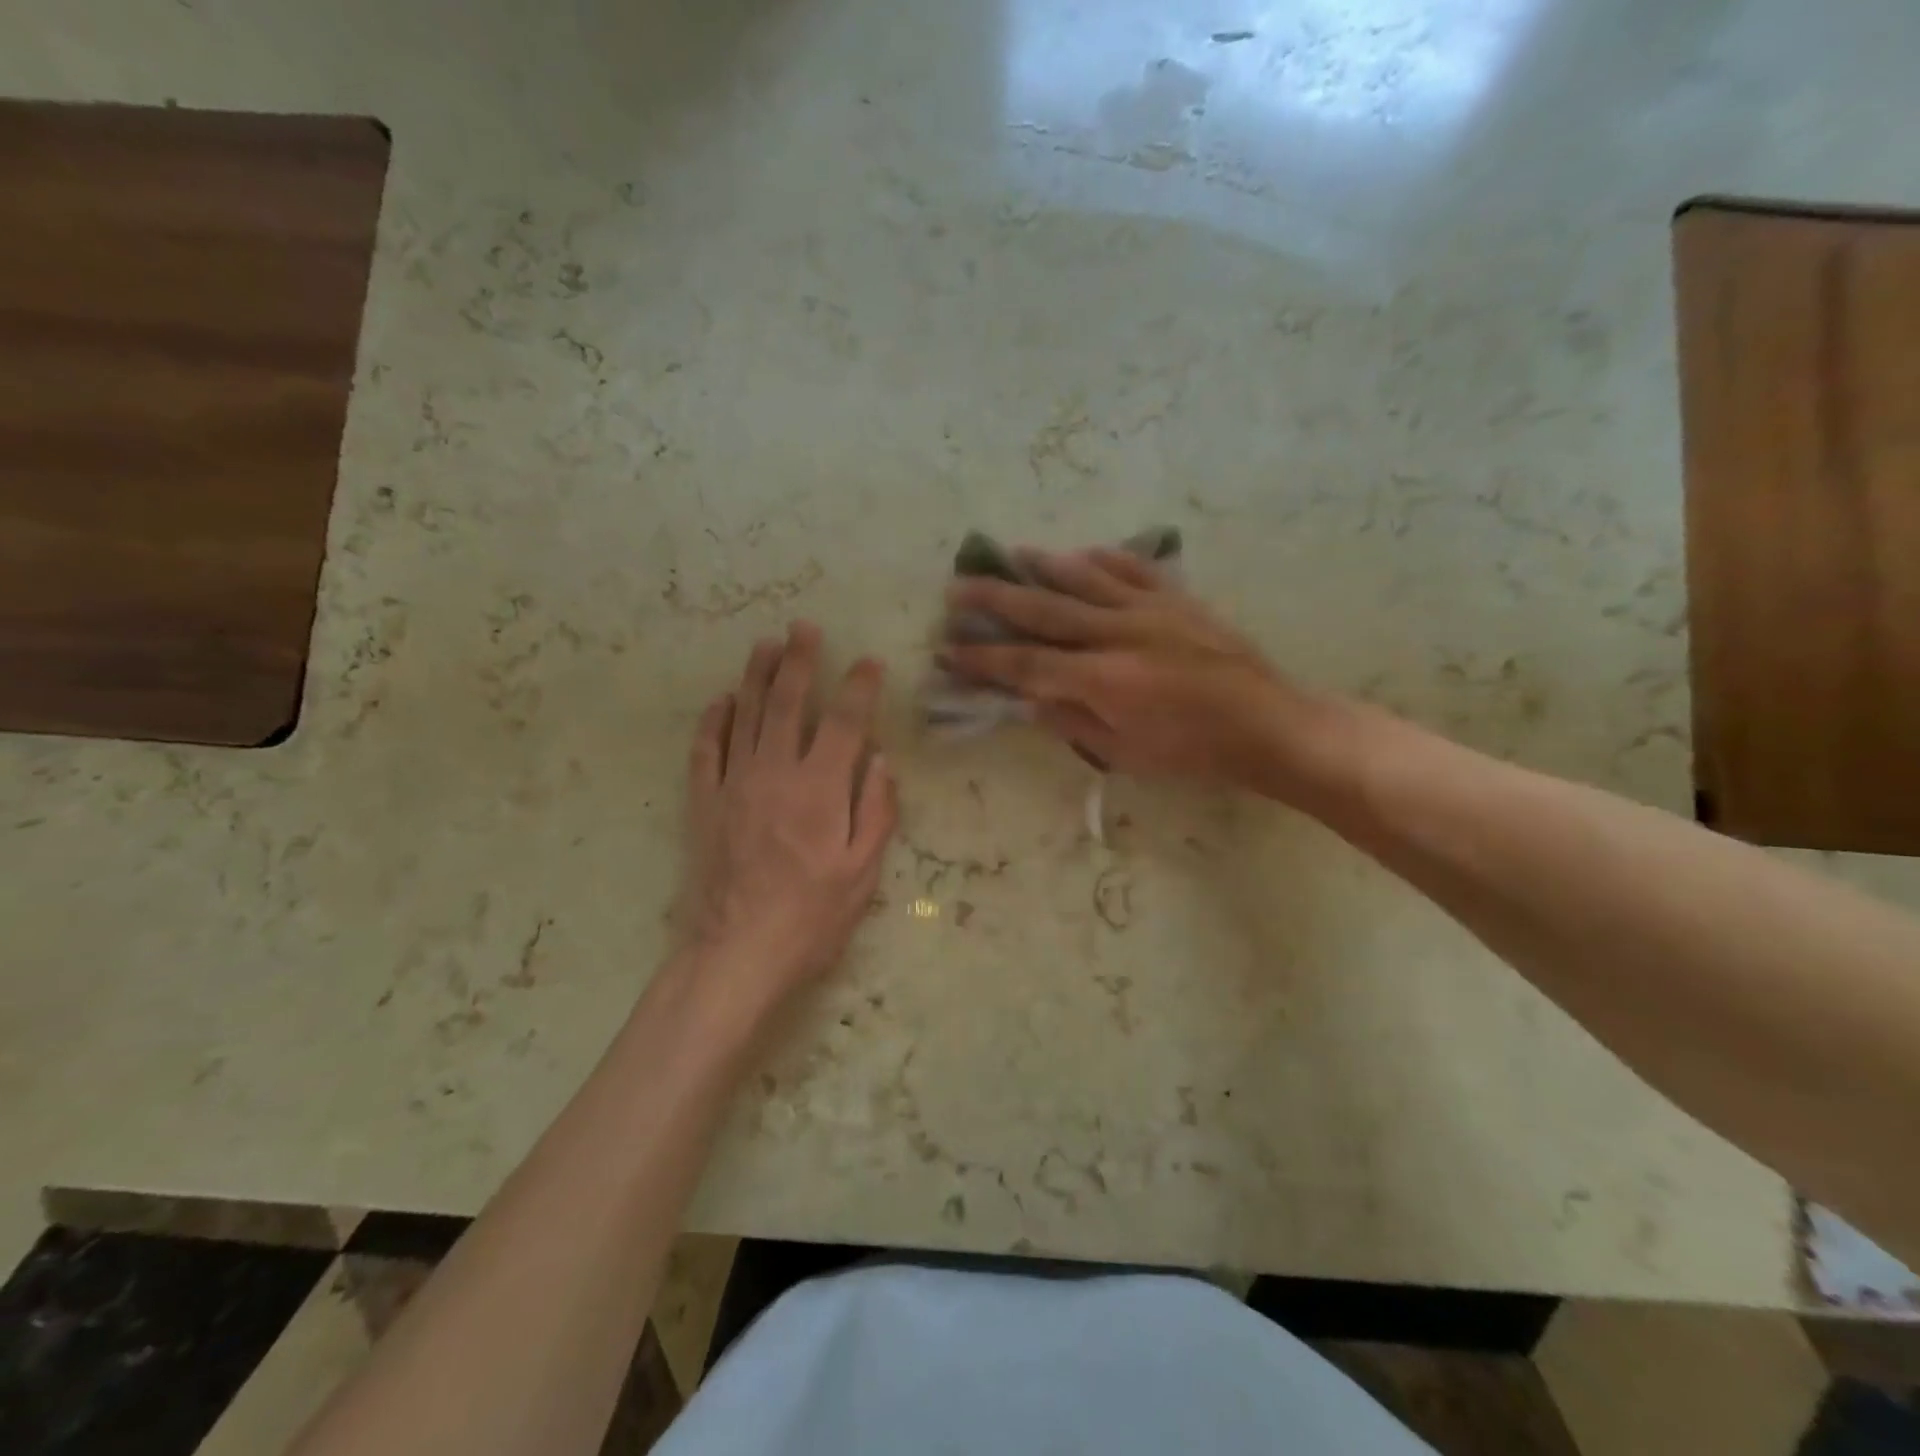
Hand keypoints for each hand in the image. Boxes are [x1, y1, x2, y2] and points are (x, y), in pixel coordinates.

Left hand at [676, 623, 896, 1007]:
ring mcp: (734, 785)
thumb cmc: (811, 919)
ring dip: (755, 676)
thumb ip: (876, 811)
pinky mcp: (704, 804)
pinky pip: (705, 750)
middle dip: (798, 660)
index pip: (844, 722)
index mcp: (820, 790)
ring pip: (744, 716)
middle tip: (803, 627)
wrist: (736, 954)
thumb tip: (881, 761)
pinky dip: (712, 721)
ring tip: (765, 645)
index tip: (869, 661)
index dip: (859, 687)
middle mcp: (775, 774)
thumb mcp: (862, 873)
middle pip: (787, 703)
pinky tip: (721, 700)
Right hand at [940, 548, 1318, 793]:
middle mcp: (1118, 633)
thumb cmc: (1192, 752)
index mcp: (1103, 680)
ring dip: (1041, 565)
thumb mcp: (1124, 754)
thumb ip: (1071, 722)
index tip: (948, 649)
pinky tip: (1080, 552)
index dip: (983, 659)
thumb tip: (1028, 700)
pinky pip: (1131, 567)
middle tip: (957, 586)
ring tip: (1009, 554)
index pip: (1027, 665)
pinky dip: (1101, 558)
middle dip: (995, 600)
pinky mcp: (1177, 598)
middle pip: (1043, 610)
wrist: (1266, 723)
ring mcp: (1149, 609)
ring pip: (1083, 577)